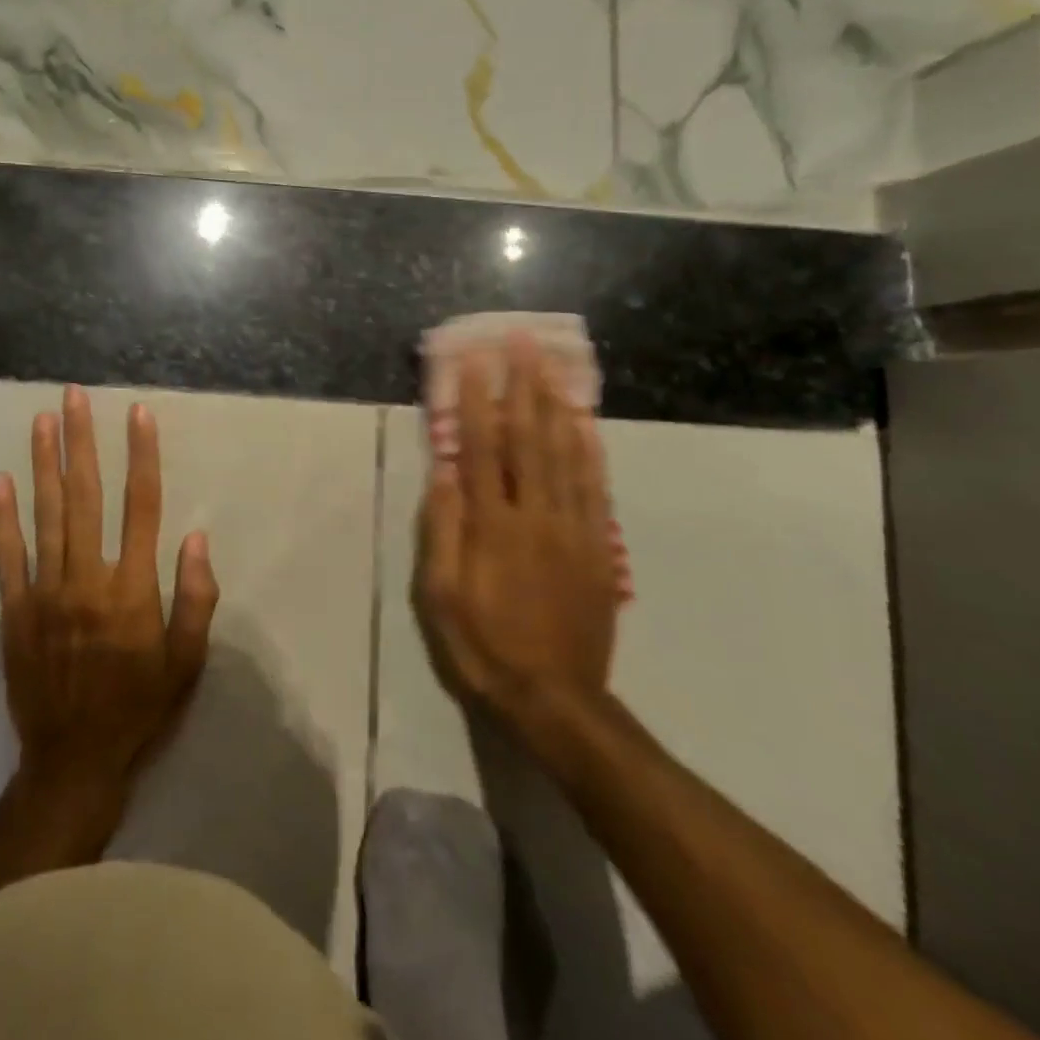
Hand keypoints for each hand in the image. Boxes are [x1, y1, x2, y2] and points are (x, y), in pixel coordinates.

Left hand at [0, 386, 217, 793]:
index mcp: (132, 587)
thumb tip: (196, 538)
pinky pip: (7, 556)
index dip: (141, 456)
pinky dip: (2, 517)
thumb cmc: (139, 706)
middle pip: (85, 495)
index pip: (141, 505)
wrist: (73, 759)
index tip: (138, 414)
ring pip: (46, 514)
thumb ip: (196, 598)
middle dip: (81, 441)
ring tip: (41, 420)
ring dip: (43, 463)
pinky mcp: (14, 610)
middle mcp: (87, 577)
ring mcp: (45, 591)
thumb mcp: (187, 661)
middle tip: (73, 396)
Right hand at [415, 332, 619, 747]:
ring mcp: (573, 529)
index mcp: (492, 526)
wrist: (555, 698)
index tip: (474, 361)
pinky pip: (595, 487)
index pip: (482, 449)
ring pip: (566, 454)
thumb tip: (443, 473)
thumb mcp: (440, 595)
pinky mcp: (598, 547)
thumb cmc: (483, 645)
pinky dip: (590, 449)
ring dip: (557, 405)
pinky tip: (585, 423)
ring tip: (552, 366)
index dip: (477, 401)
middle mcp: (535, 516)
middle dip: (523, 386)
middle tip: (523, 342)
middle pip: (530, 438)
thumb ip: (443, 530)